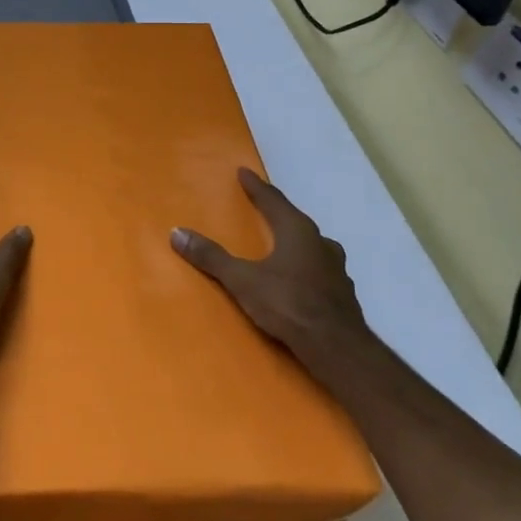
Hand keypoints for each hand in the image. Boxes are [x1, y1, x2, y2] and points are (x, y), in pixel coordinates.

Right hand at [172, 168, 369, 373]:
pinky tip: (301, 278)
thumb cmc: (288, 304)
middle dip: (278, 213)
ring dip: (297, 241)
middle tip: (263, 207)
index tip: (244, 172)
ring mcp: (337, 269)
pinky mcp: (343, 294)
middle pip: (295, 220)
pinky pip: (320, 270)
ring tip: (283, 243)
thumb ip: (211, 257)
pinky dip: (307, 267)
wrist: (338, 348)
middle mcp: (320, 243)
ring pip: (313, 246)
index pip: (273, 200)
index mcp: (297, 231)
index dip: (256, 187)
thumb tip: (177, 233)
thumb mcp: (242, 280)